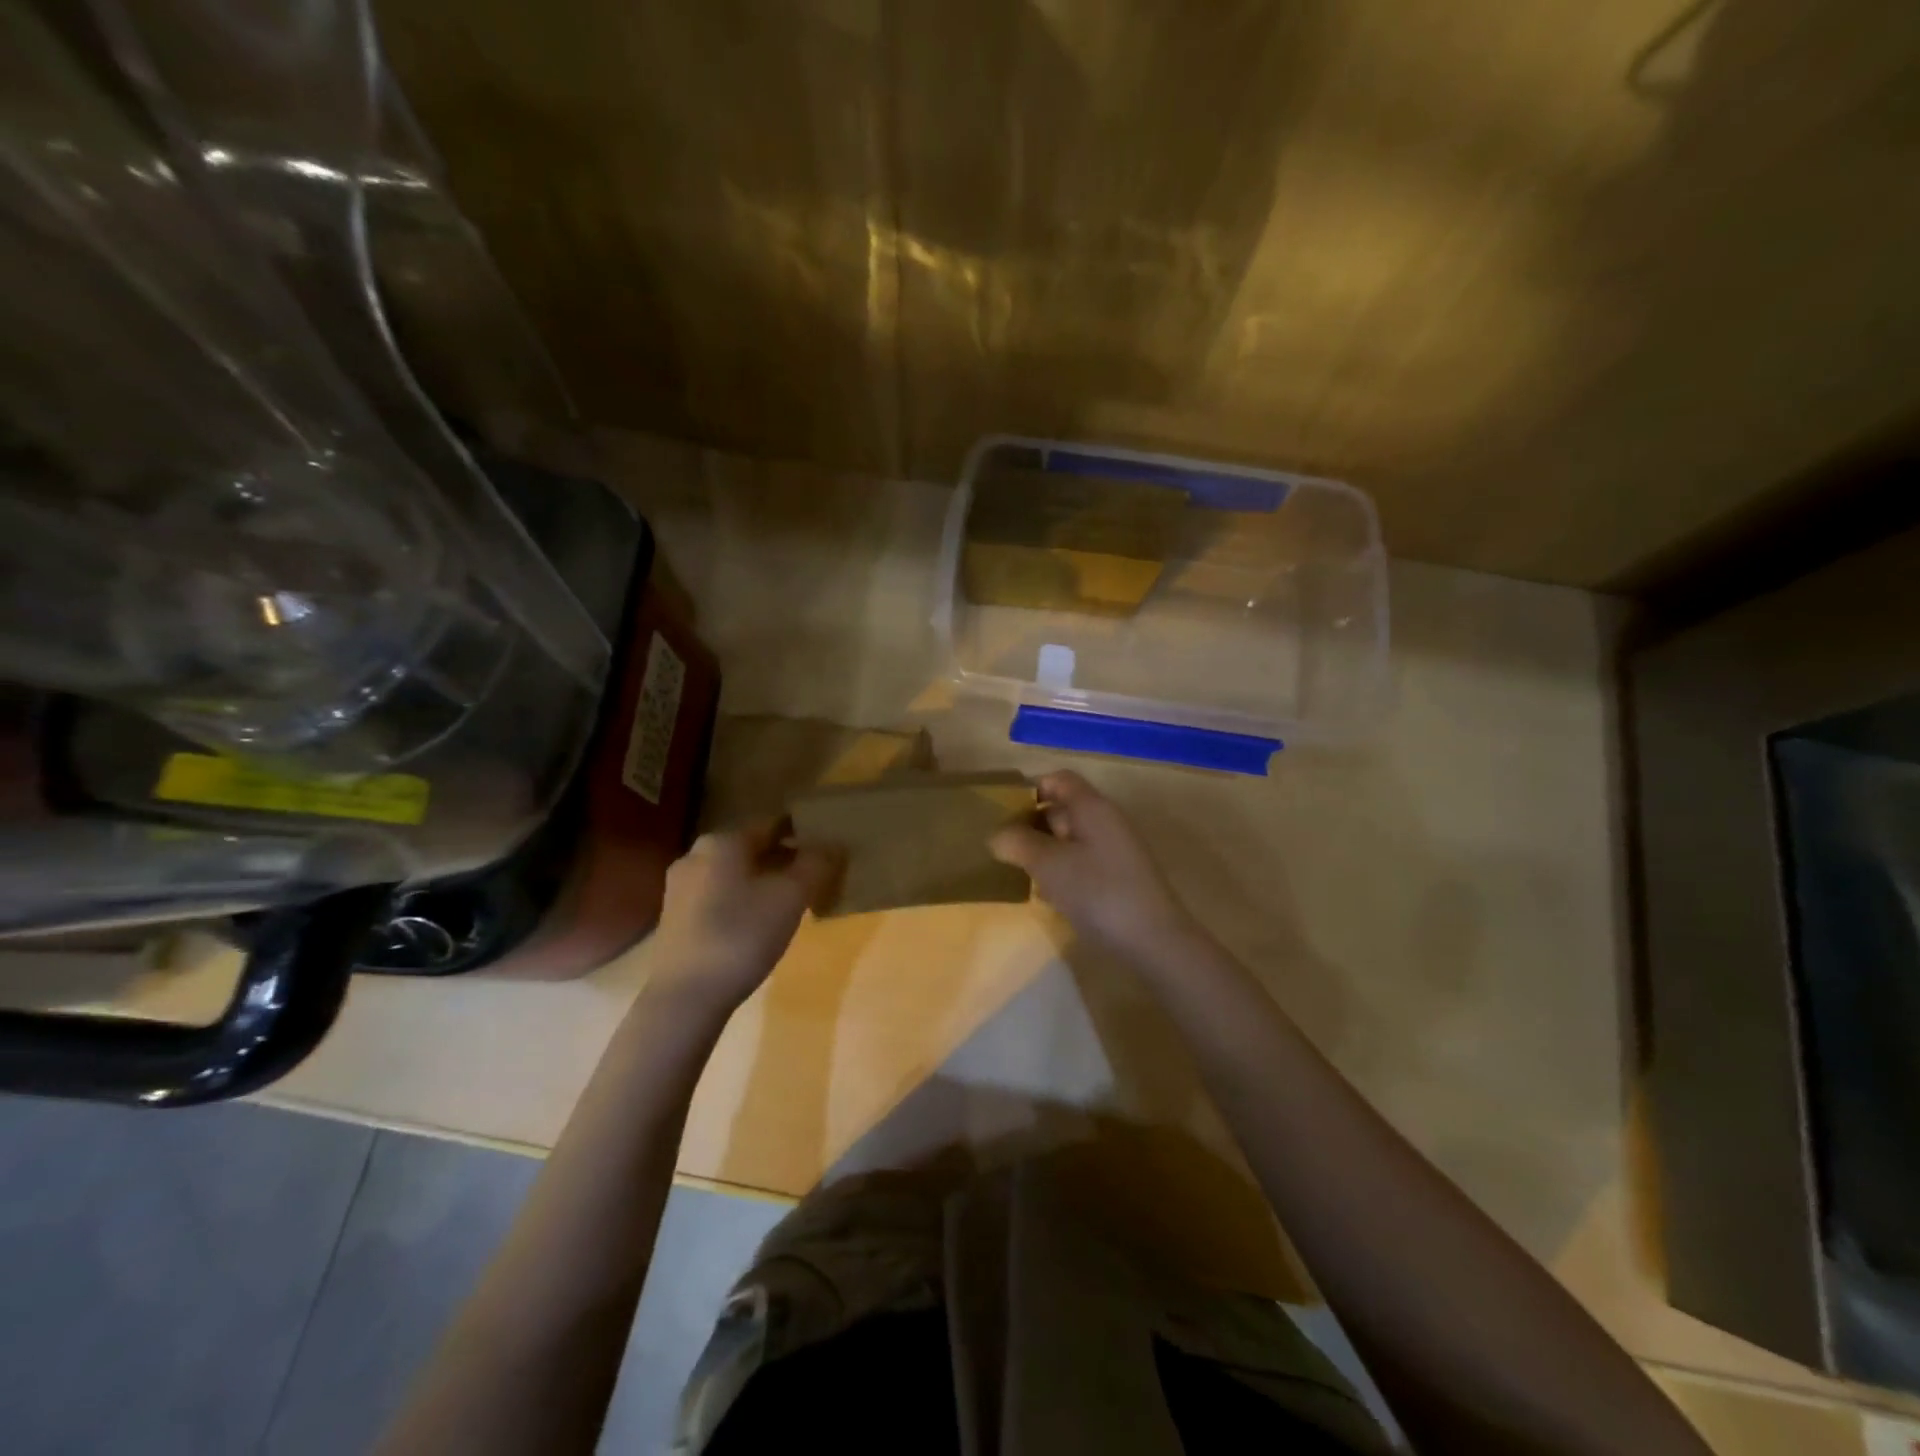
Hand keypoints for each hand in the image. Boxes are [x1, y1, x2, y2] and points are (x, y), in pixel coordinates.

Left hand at [643, 820, 841, 1013]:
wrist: (685, 997)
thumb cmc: (742, 935)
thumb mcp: (791, 897)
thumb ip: (816, 864)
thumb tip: (833, 844)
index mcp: (724, 841)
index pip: (773, 825)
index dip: (803, 834)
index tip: (826, 849)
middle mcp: (697, 854)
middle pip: (751, 849)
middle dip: (782, 860)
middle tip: (812, 878)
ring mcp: (680, 887)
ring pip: (733, 874)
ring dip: (761, 882)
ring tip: (788, 904)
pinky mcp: (674, 918)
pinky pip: (718, 896)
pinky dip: (740, 901)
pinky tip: (756, 925)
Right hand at [989, 770, 1194, 951]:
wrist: (1154, 940)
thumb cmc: (1097, 891)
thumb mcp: (1048, 864)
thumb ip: (1018, 843)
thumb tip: (998, 835)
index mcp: (1092, 806)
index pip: (1059, 780)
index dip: (1031, 790)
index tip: (1005, 814)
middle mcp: (1107, 821)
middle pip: (1065, 808)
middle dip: (1033, 824)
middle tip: (1005, 848)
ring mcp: (1117, 850)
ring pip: (1072, 839)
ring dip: (1046, 851)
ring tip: (1021, 873)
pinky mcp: (1121, 877)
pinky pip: (1084, 862)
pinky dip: (1064, 871)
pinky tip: (1050, 896)